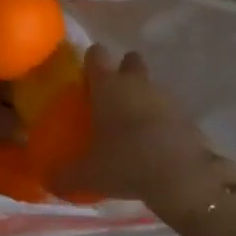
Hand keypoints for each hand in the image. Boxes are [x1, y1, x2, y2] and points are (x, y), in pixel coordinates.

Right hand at [52, 45, 235, 221]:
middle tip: (113, 97)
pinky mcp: (187, 117)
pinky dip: (163, 121)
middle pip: (130, 60)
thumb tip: (48, 181)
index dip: (91, 61)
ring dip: (144, 98)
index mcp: (107, 85)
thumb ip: (65, 175)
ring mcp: (165, 97)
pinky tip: (155, 144)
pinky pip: (169, 111)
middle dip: (124, 72)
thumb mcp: (88, 174)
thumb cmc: (125, 162)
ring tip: (133, 127)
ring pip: (151, 86)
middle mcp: (136, 83)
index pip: (97, 54)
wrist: (181, 177)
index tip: (85, 76)